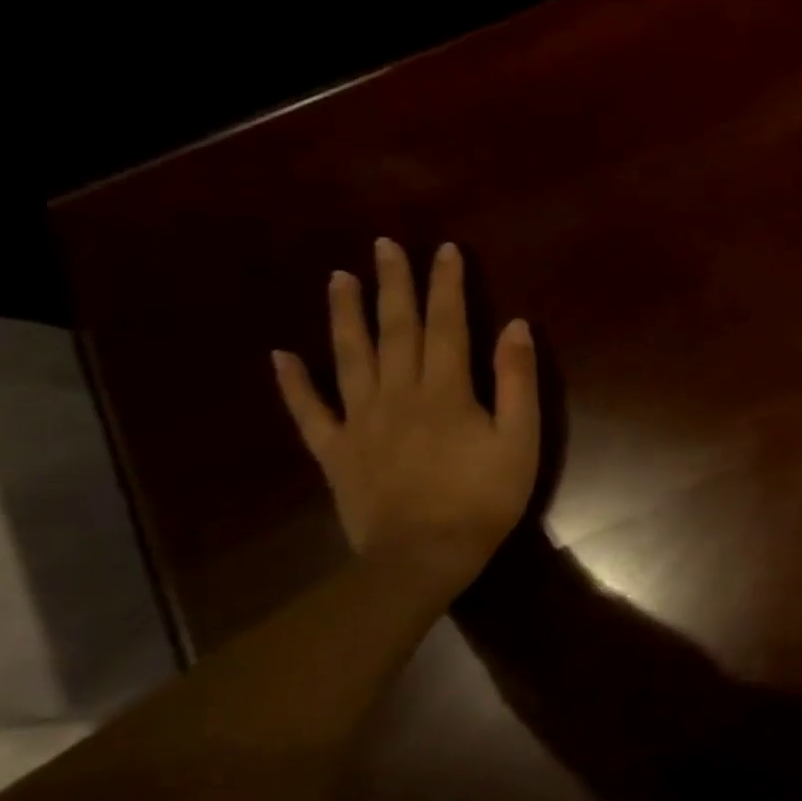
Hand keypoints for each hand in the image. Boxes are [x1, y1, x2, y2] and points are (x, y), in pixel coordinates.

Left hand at [271, 238, 540, 592]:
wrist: (424, 555)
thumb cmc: (485, 495)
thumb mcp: (521, 438)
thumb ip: (518, 380)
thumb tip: (515, 326)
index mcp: (446, 389)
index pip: (447, 324)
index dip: (447, 285)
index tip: (445, 250)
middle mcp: (398, 393)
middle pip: (395, 329)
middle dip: (394, 284)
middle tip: (385, 245)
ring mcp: (360, 420)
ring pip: (349, 357)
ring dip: (344, 315)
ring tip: (339, 278)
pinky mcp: (336, 450)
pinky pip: (309, 410)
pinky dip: (293, 383)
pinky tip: (281, 355)